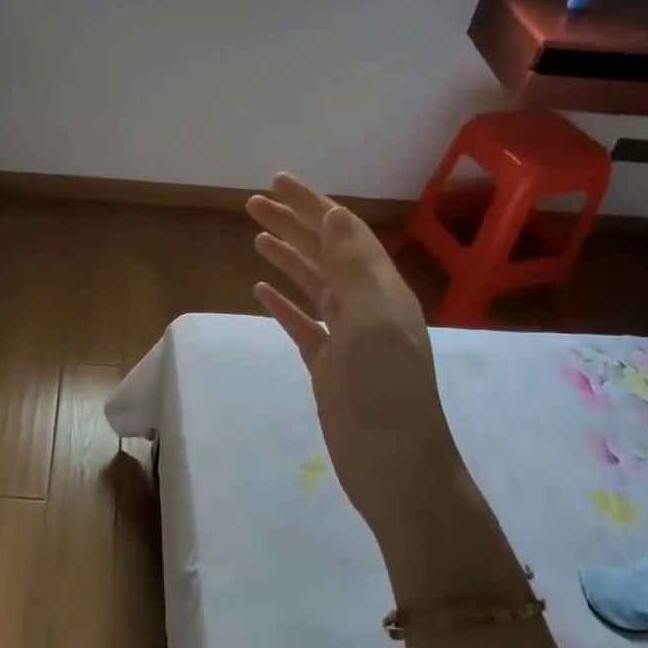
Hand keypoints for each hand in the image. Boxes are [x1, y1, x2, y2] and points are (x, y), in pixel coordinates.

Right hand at [247, 176, 521, 600]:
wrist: (394, 465)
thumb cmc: (384, 391)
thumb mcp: (372, 320)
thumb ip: (352, 267)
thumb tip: (335, 214)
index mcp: (380, 289)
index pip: (344, 233)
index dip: (312, 204)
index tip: (278, 182)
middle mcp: (366, 306)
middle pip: (325, 254)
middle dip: (293, 225)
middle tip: (253, 204)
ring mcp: (347, 338)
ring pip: (313, 286)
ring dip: (287, 258)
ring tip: (256, 238)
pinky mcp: (329, 366)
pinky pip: (303, 324)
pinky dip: (283, 304)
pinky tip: (260, 291)